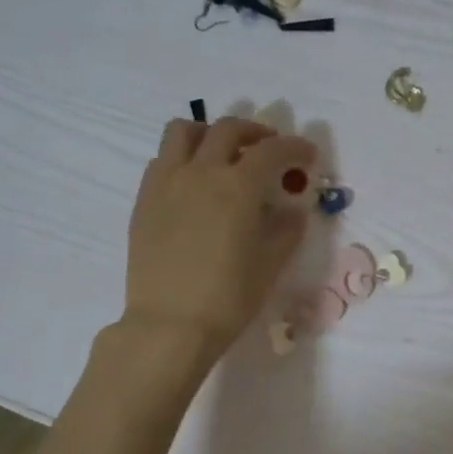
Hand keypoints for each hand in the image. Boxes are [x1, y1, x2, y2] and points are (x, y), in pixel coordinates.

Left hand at [122, 117, 317, 358]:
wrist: (170, 324)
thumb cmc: (228, 298)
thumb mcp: (270, 265)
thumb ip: (286, 230)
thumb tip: (293, 210)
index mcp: (238, 187)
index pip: (272, 151)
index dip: (295, 147)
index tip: (307, 155)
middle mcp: (201, 172)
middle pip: (228, 129)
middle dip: (255, 132)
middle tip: (269, 148)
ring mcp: (167, 182)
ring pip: (184, 131)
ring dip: (210, 133)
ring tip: (223, 153)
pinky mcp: (144, 198)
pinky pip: (163, 159)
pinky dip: (184, 157)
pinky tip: (194, 182)